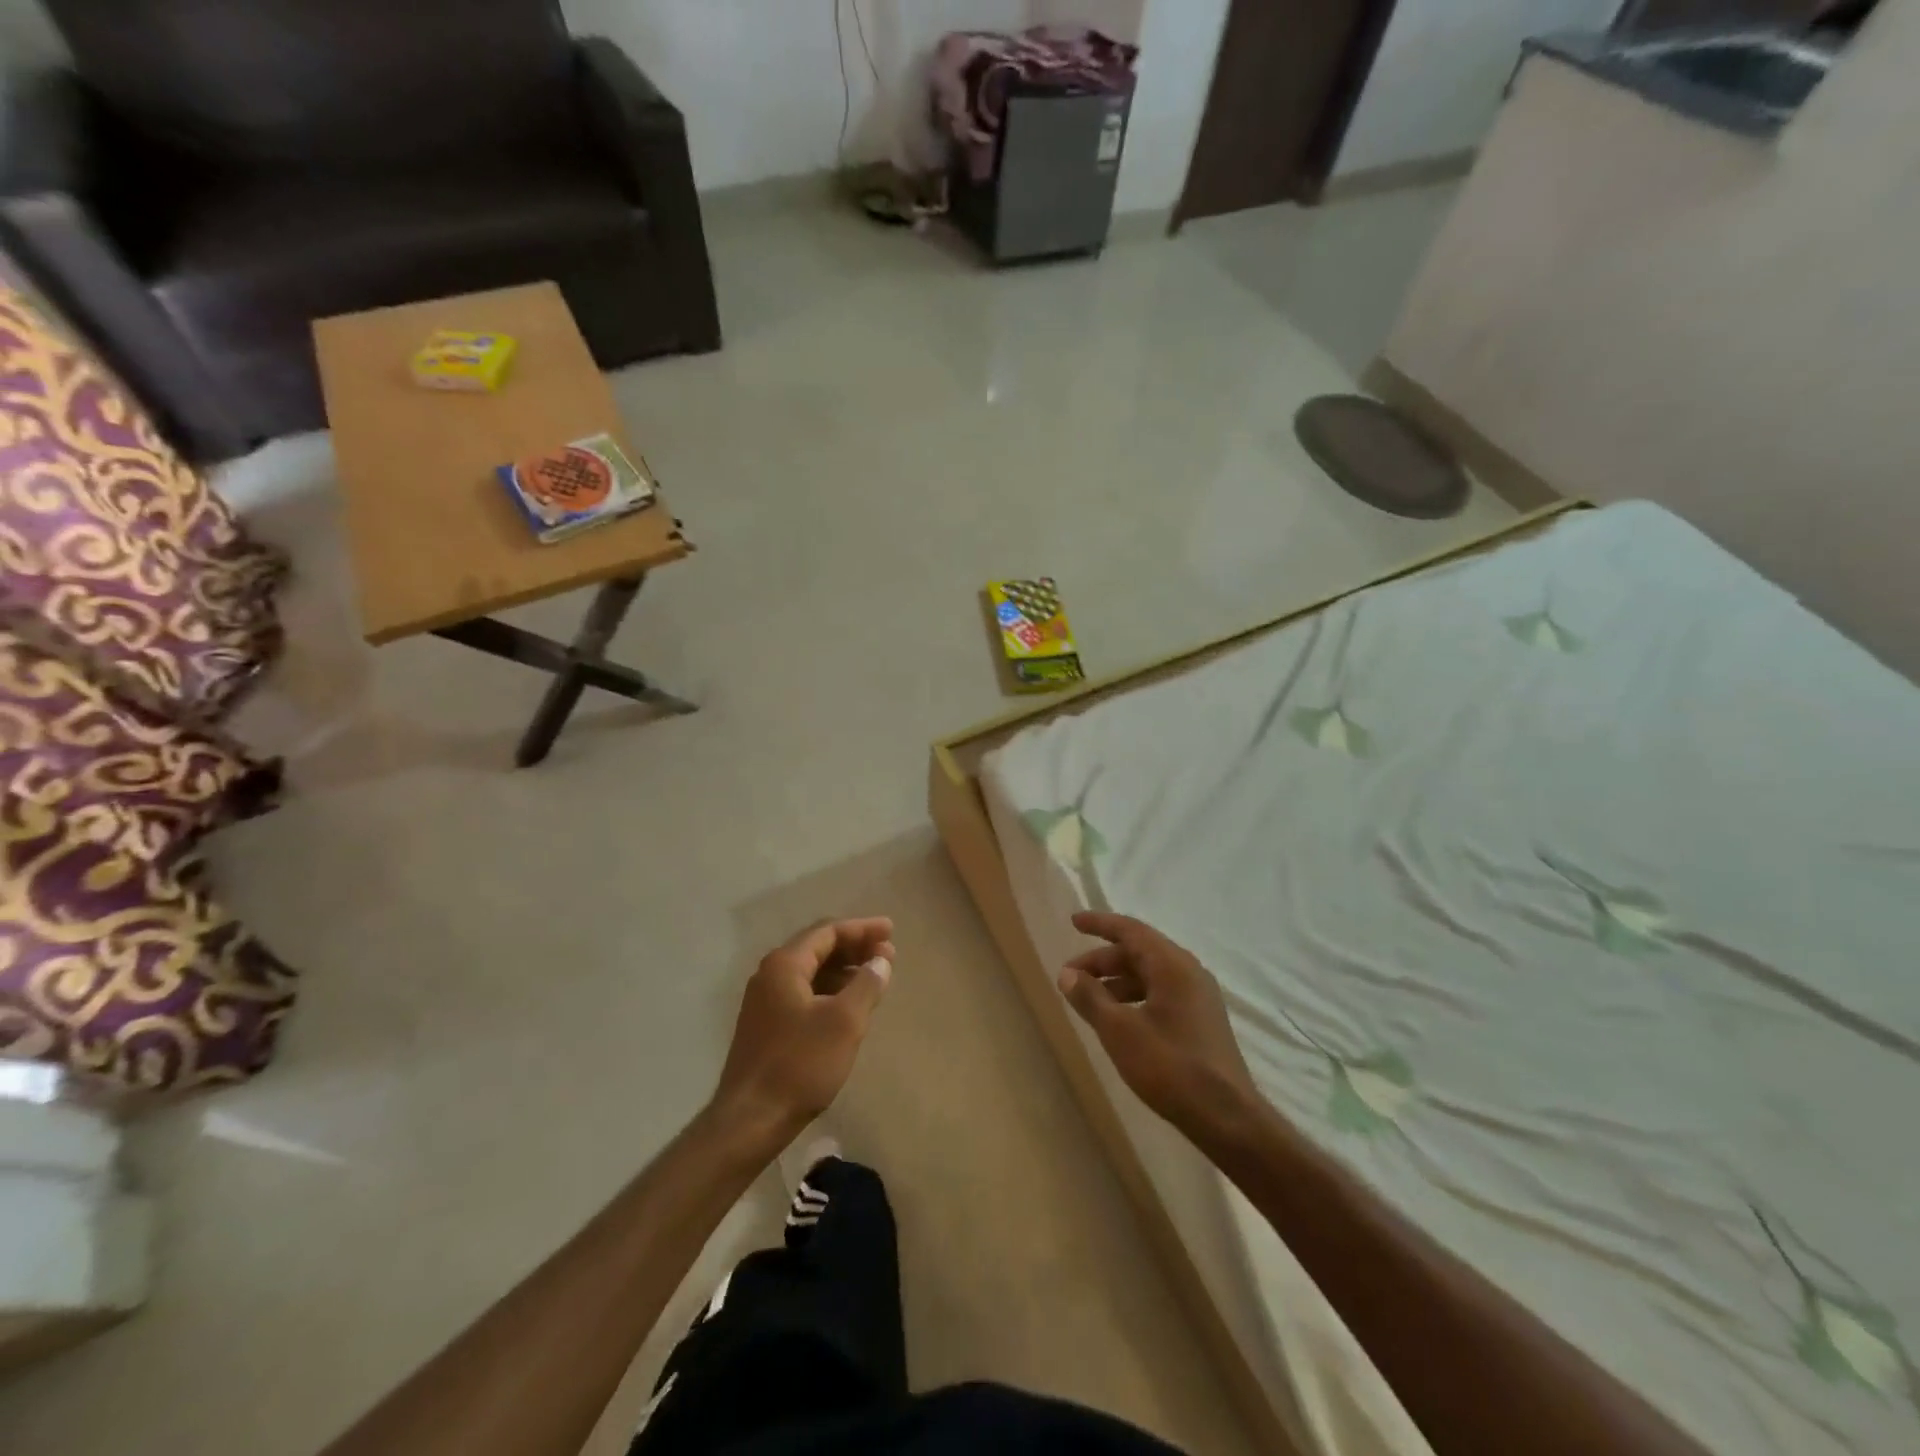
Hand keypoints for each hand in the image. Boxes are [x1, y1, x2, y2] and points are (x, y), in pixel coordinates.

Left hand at [711, 917, 895, 1147]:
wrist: (750, 1120)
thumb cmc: (800, 1064)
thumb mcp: (845, 1022)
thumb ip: (867, 984)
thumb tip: (880, 961)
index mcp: (785, 965)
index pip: (827, 932)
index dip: (862, 929)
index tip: (891, 931)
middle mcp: (770, 975)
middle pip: (817, 948)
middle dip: (854, 947)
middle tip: (887, 953)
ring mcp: (765, 1001)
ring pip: (811, 972)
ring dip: (844, 970)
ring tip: (874, 977)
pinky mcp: (766, 1026)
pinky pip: (804, 993)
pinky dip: (830, 990)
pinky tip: (849, 1005)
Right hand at [1059, 912, 1259, 1142]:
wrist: (1226, 1117)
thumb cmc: (1170, 1066)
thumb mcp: (1119, 1030)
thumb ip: (1090, 998)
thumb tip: (1067, 974)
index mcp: (1172, 965)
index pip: (1130, 930)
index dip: (1100, 924)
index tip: (1074, 922)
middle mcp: (1188, 972)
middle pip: (1139, 952)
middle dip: (1102, 961)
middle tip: (1070, 977)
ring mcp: (1198, 997)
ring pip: (1149, 975)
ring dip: (1116, 982)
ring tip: (1088, 1000)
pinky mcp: (1201, 1020)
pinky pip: (1160, 993)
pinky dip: (1134, 997)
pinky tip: (1117, 1019)